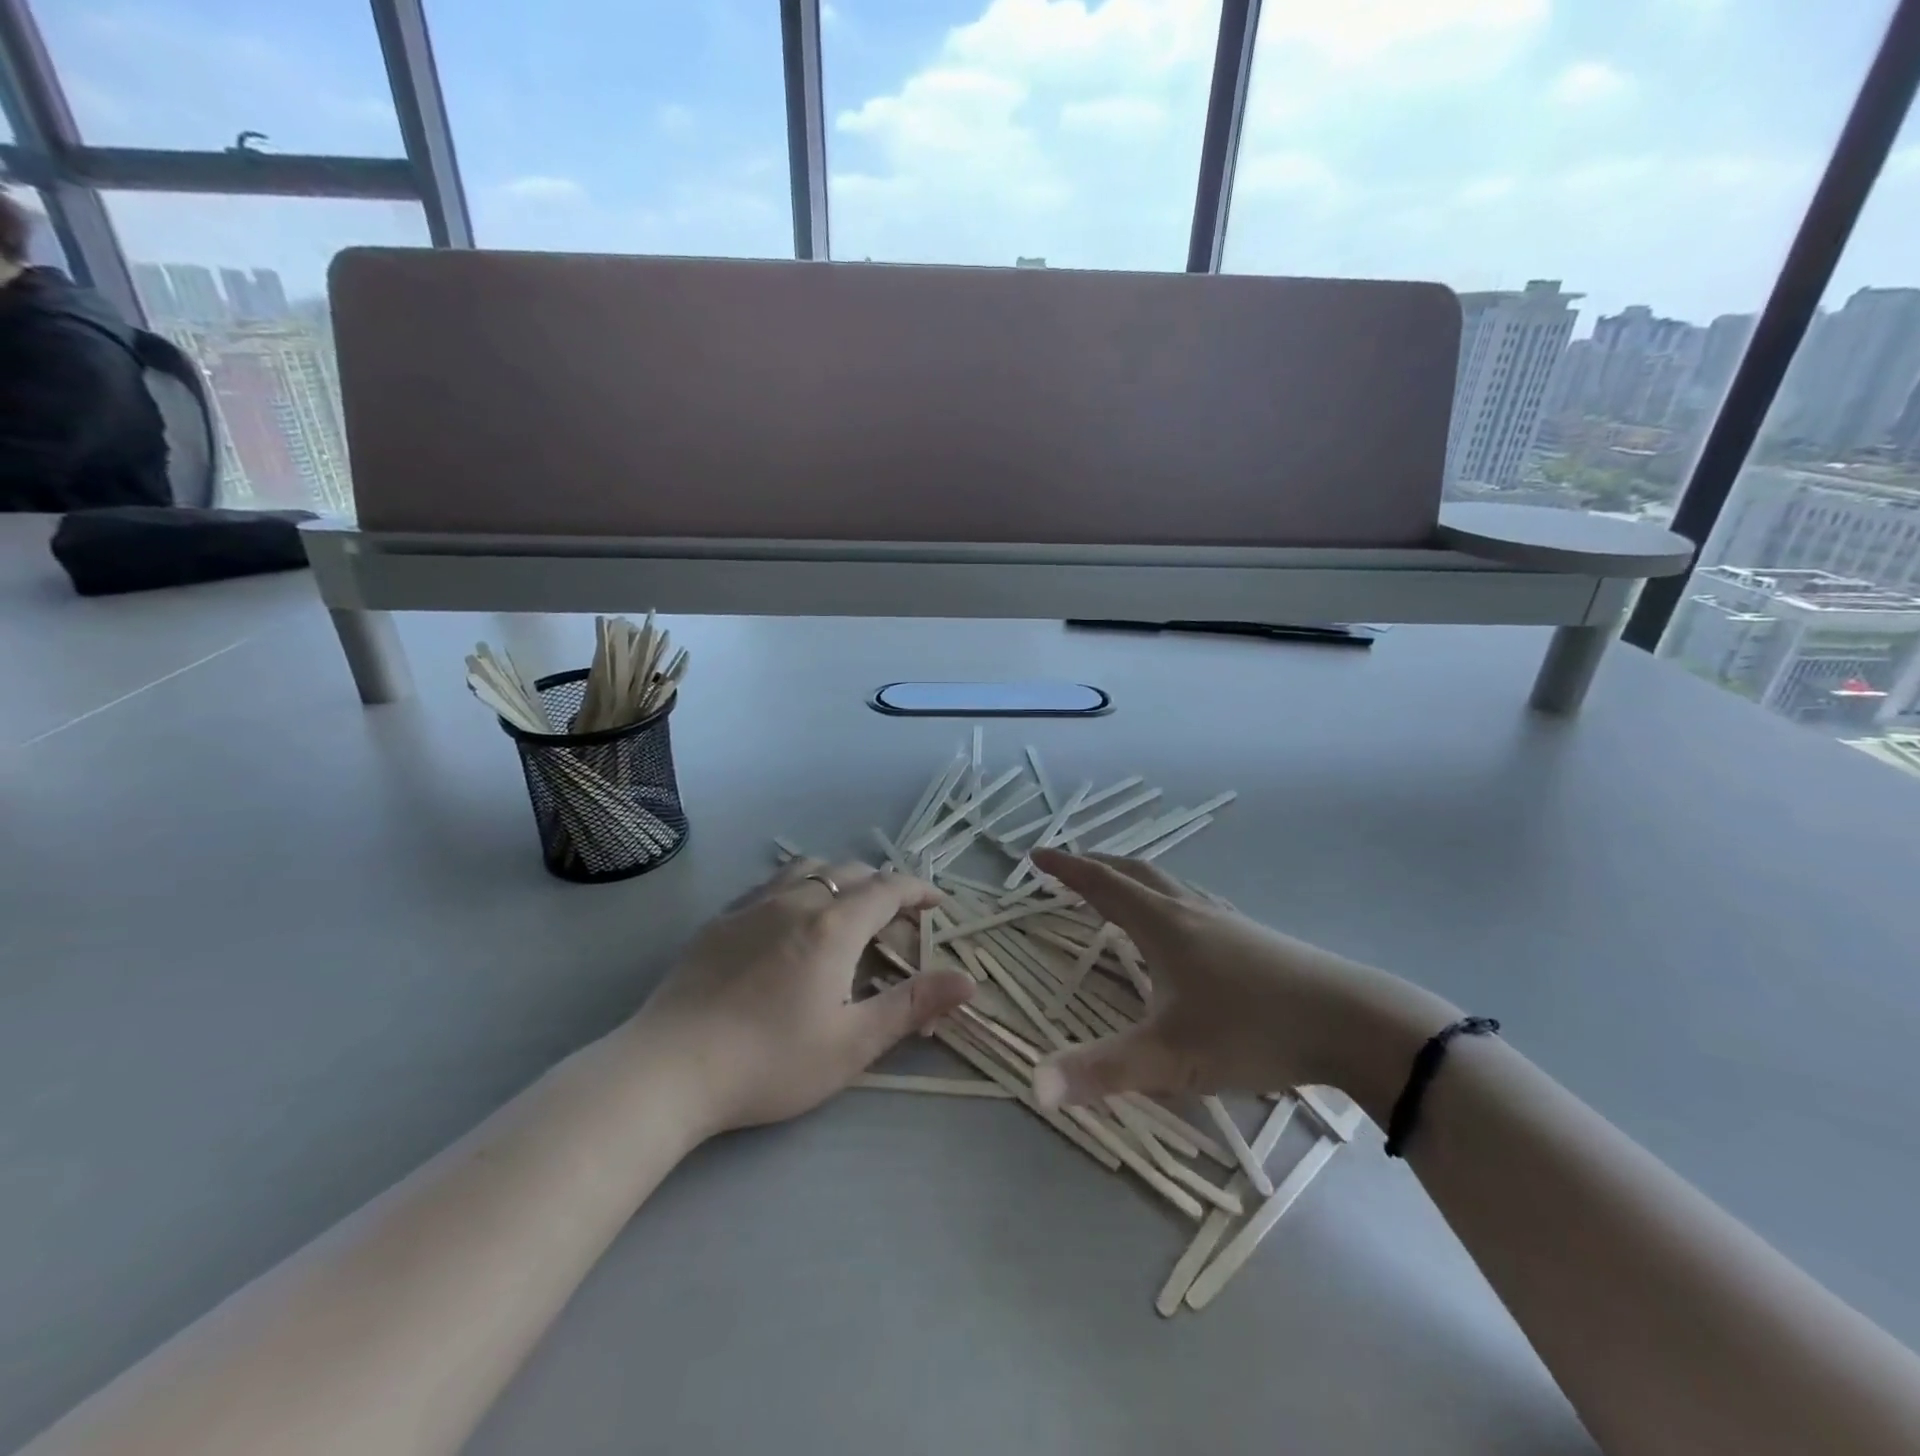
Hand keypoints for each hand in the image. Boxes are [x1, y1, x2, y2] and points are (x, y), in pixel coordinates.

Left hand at [636, 858, 974, 1134]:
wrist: (670, 1068)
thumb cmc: (771, 1061)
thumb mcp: (852, 1043)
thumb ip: (912, 1006)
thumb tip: (967, 980)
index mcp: (834, 926)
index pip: (888, 889)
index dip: (918, 890)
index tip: (937, 903)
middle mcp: (797, 901)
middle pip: (851, 872)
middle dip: (883, 887)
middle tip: (897, 919)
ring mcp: (753, 906)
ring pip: (808, 869)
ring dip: (839, 879)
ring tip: (847, 908)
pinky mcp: (721, 920)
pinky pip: (770, 884)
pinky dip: (798, 887)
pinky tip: (790, 919)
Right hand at [1028, 850, 1456, 1120]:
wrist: (1355, 1022)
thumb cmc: (1254, 1030)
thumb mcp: (1172, 1056)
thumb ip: (1103, 1071)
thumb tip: (1035, 1086)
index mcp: (1164, 925)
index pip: (1103, 886)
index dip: (1067, 870)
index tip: (1037, 856)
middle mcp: (1192, 911)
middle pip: (1136, 873)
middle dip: (1098, 865)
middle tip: (1069, 865)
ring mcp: (1228, 921)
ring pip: (1170, 884)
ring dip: (1135, 878)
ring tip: (1120, 888)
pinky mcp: (1255, 938)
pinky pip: (1196, 902)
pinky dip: (1168, 898)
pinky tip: (1184, 924)